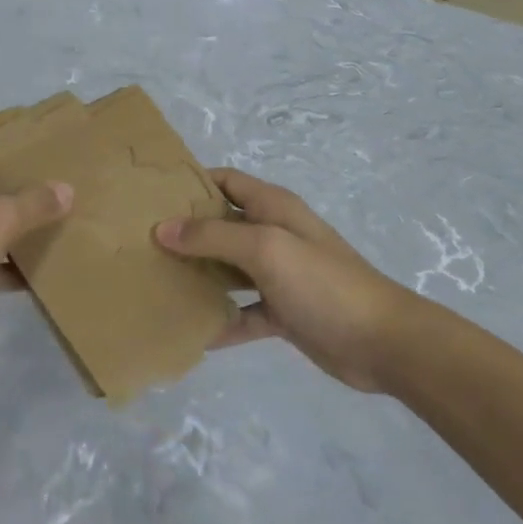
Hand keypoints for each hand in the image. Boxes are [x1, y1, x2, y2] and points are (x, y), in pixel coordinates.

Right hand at [155, 169, 417, 390]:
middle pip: (222, 226)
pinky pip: (243, 312)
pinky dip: (221, 320)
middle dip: (186, 232)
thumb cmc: (323, 284)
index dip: (193, 182)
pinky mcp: (283, 312)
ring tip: (156, 282)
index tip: (151, 193)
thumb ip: (213, 236)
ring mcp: (279, 276)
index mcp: (274, 208)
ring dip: (199, 275)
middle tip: (141, 242)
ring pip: (229, 270)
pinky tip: (192, 332)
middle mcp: (274, 236)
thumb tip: (162, 228)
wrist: (381, 342)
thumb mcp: (266, 249)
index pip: (226, 181)